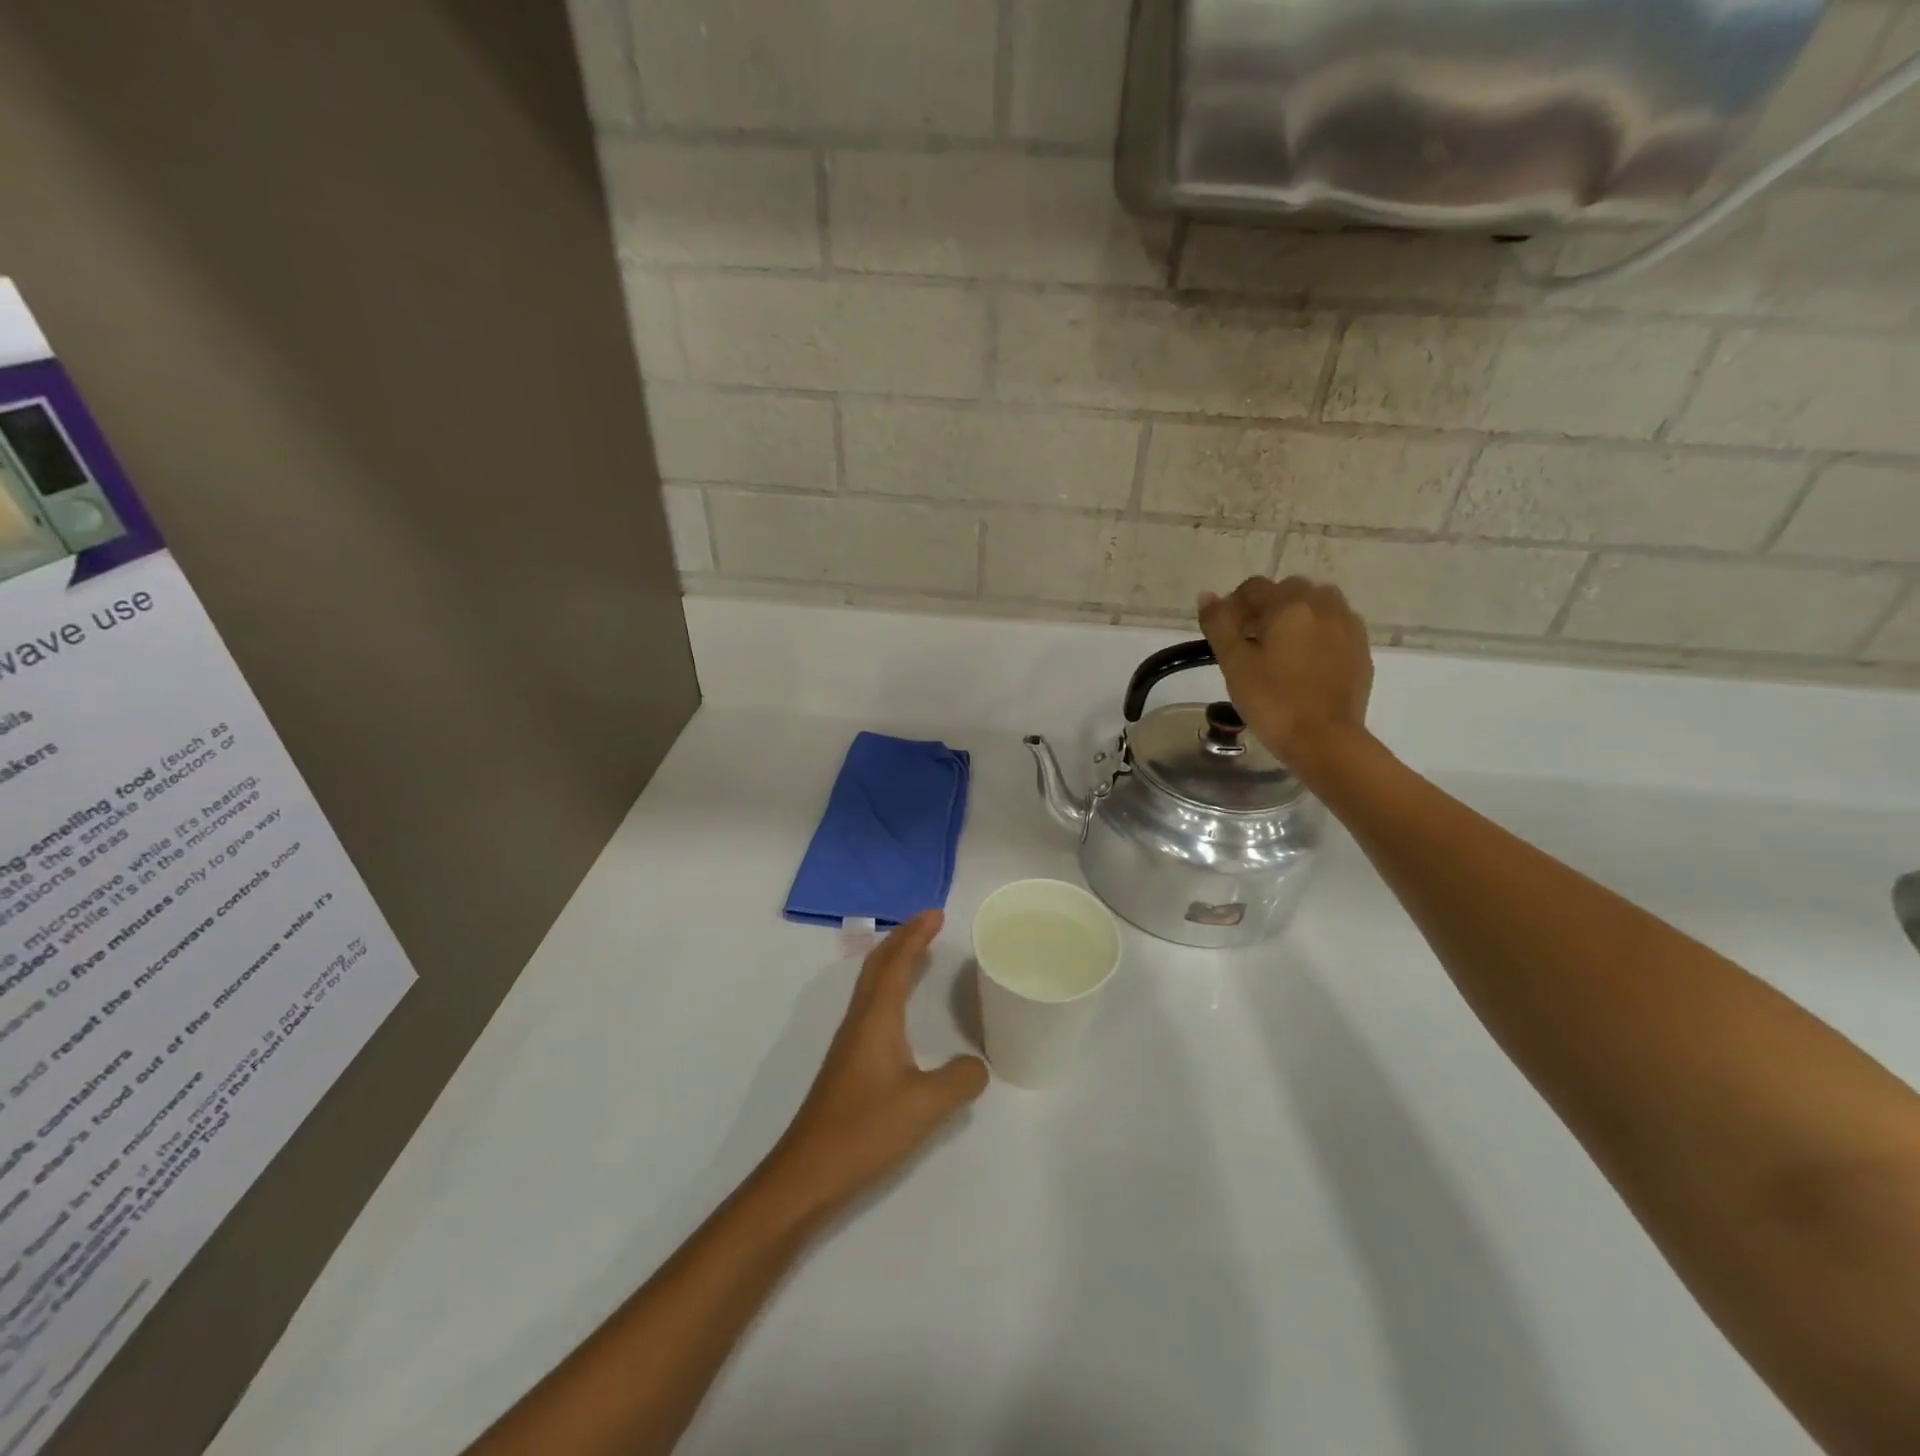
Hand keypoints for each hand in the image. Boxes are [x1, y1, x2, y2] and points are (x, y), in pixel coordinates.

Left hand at [763, 911, 988, 1222]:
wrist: (807, 1175)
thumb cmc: (864, 1130)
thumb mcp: (925, 1106)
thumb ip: (960, 1080)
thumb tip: (977, 1066)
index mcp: (876, 1018)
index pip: (897, 962)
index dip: (916, 935)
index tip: (936, 913)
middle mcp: (860, 1021)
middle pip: (879, 965)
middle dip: (903, 938)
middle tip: (930, 922)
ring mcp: (850, 1044)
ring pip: (873, 985)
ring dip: (894, 961)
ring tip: (918, 953)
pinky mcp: (849, 1066)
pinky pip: (873, 1007)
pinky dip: (890, 989)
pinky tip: (901, 1010)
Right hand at [1198, 576, 1374, 767]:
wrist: (1325, 740)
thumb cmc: (1272, 701)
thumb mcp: (1234, 664)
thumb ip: (1219, 625)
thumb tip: (1206, 596)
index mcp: (1289, 605)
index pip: (1254, 588)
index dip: (1233, 605)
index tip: (1224, 633)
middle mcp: (1322, 605)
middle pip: (1288, 590)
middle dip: (1265, 607)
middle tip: (1250, 641)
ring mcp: (1347, 626)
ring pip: (1317, 603)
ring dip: (1295, 615)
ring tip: (1281, 647)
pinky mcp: (1360, 648)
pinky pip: (1335, 624)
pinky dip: (1317, 631)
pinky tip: (1305, 661)